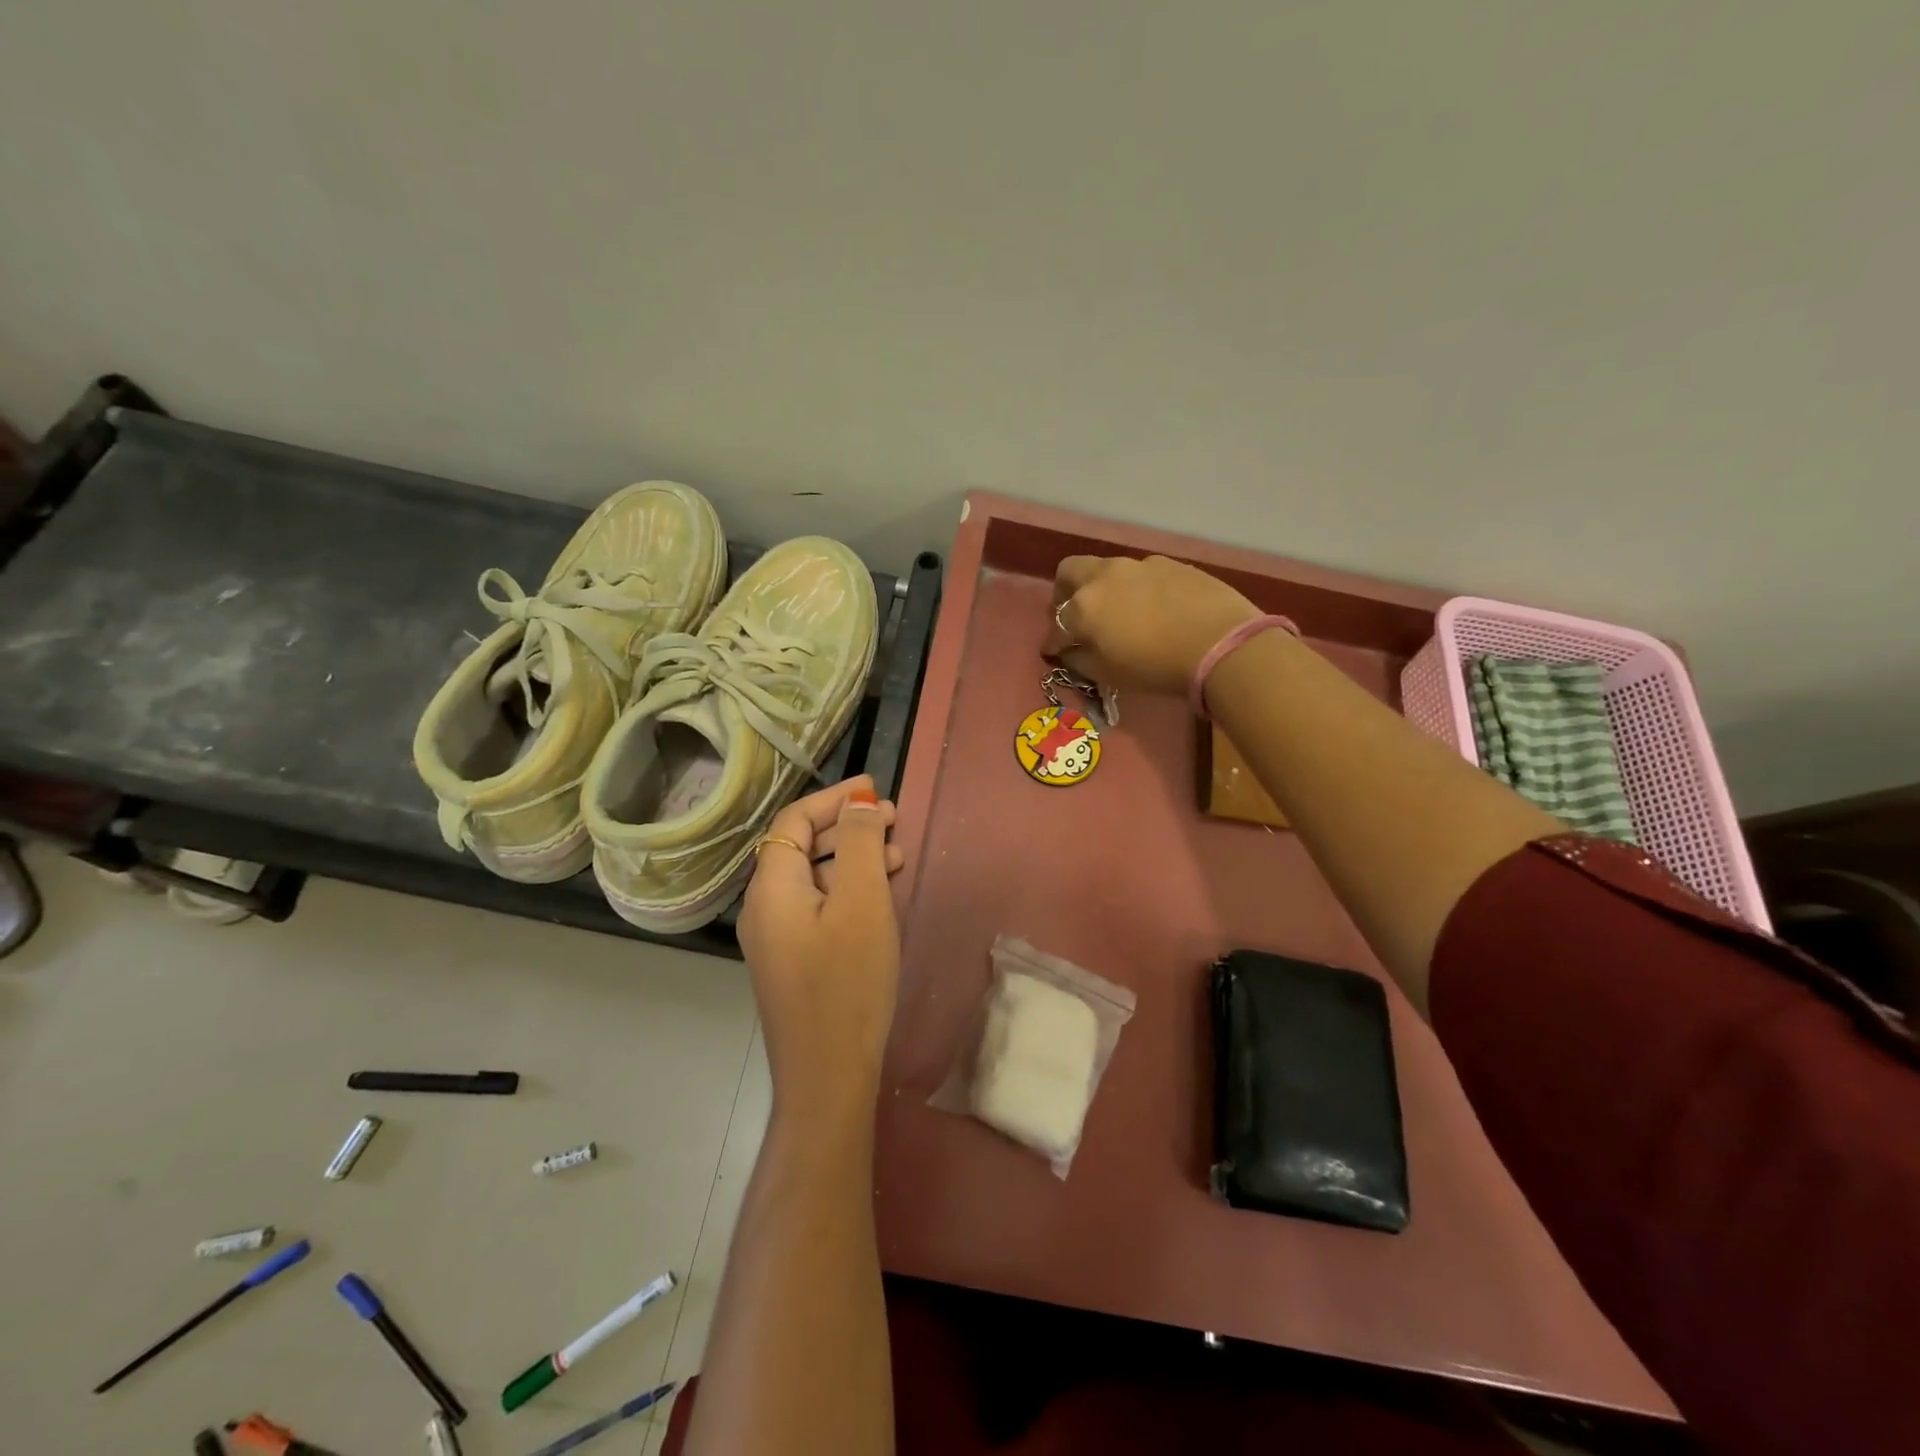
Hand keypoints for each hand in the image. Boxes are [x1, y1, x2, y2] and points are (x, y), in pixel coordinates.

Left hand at [738, 775, 904, 1122]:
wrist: (827, 1075)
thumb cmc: (847, 981)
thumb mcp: (862, 902)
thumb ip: (859, 844)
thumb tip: (858, 803)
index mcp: (771, 886)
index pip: (795, 820)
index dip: (835, 798)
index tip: (876, 789)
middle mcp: (764, 907)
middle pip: (801, 847)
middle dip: (847, 827)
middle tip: (894, 822)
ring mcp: (775, 938)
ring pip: (812, 879)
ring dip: (851, 859)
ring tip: (896, 856)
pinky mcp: (792, 962)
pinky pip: (817, 907)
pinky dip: (846, 890)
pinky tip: (878, 898)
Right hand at [1042, 555, 1259, 694]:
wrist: (1220, 643)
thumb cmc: (1156, 666)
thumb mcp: (1110, 675)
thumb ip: (1081, 661)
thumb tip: (1071, 652)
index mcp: (1083, 607)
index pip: (1056, 626)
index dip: (1052, 642)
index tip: (1053, 652)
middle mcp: (1105, 577)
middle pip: (1070, 572)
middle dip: (1064, 592)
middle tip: (1075, 614)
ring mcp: (1139, 565)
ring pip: (1107, 569)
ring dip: (1104, 588)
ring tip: (1119, 611)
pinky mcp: (1171, 564)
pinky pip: (1142, 573)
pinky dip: (1137, 588)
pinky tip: (1154, 607)